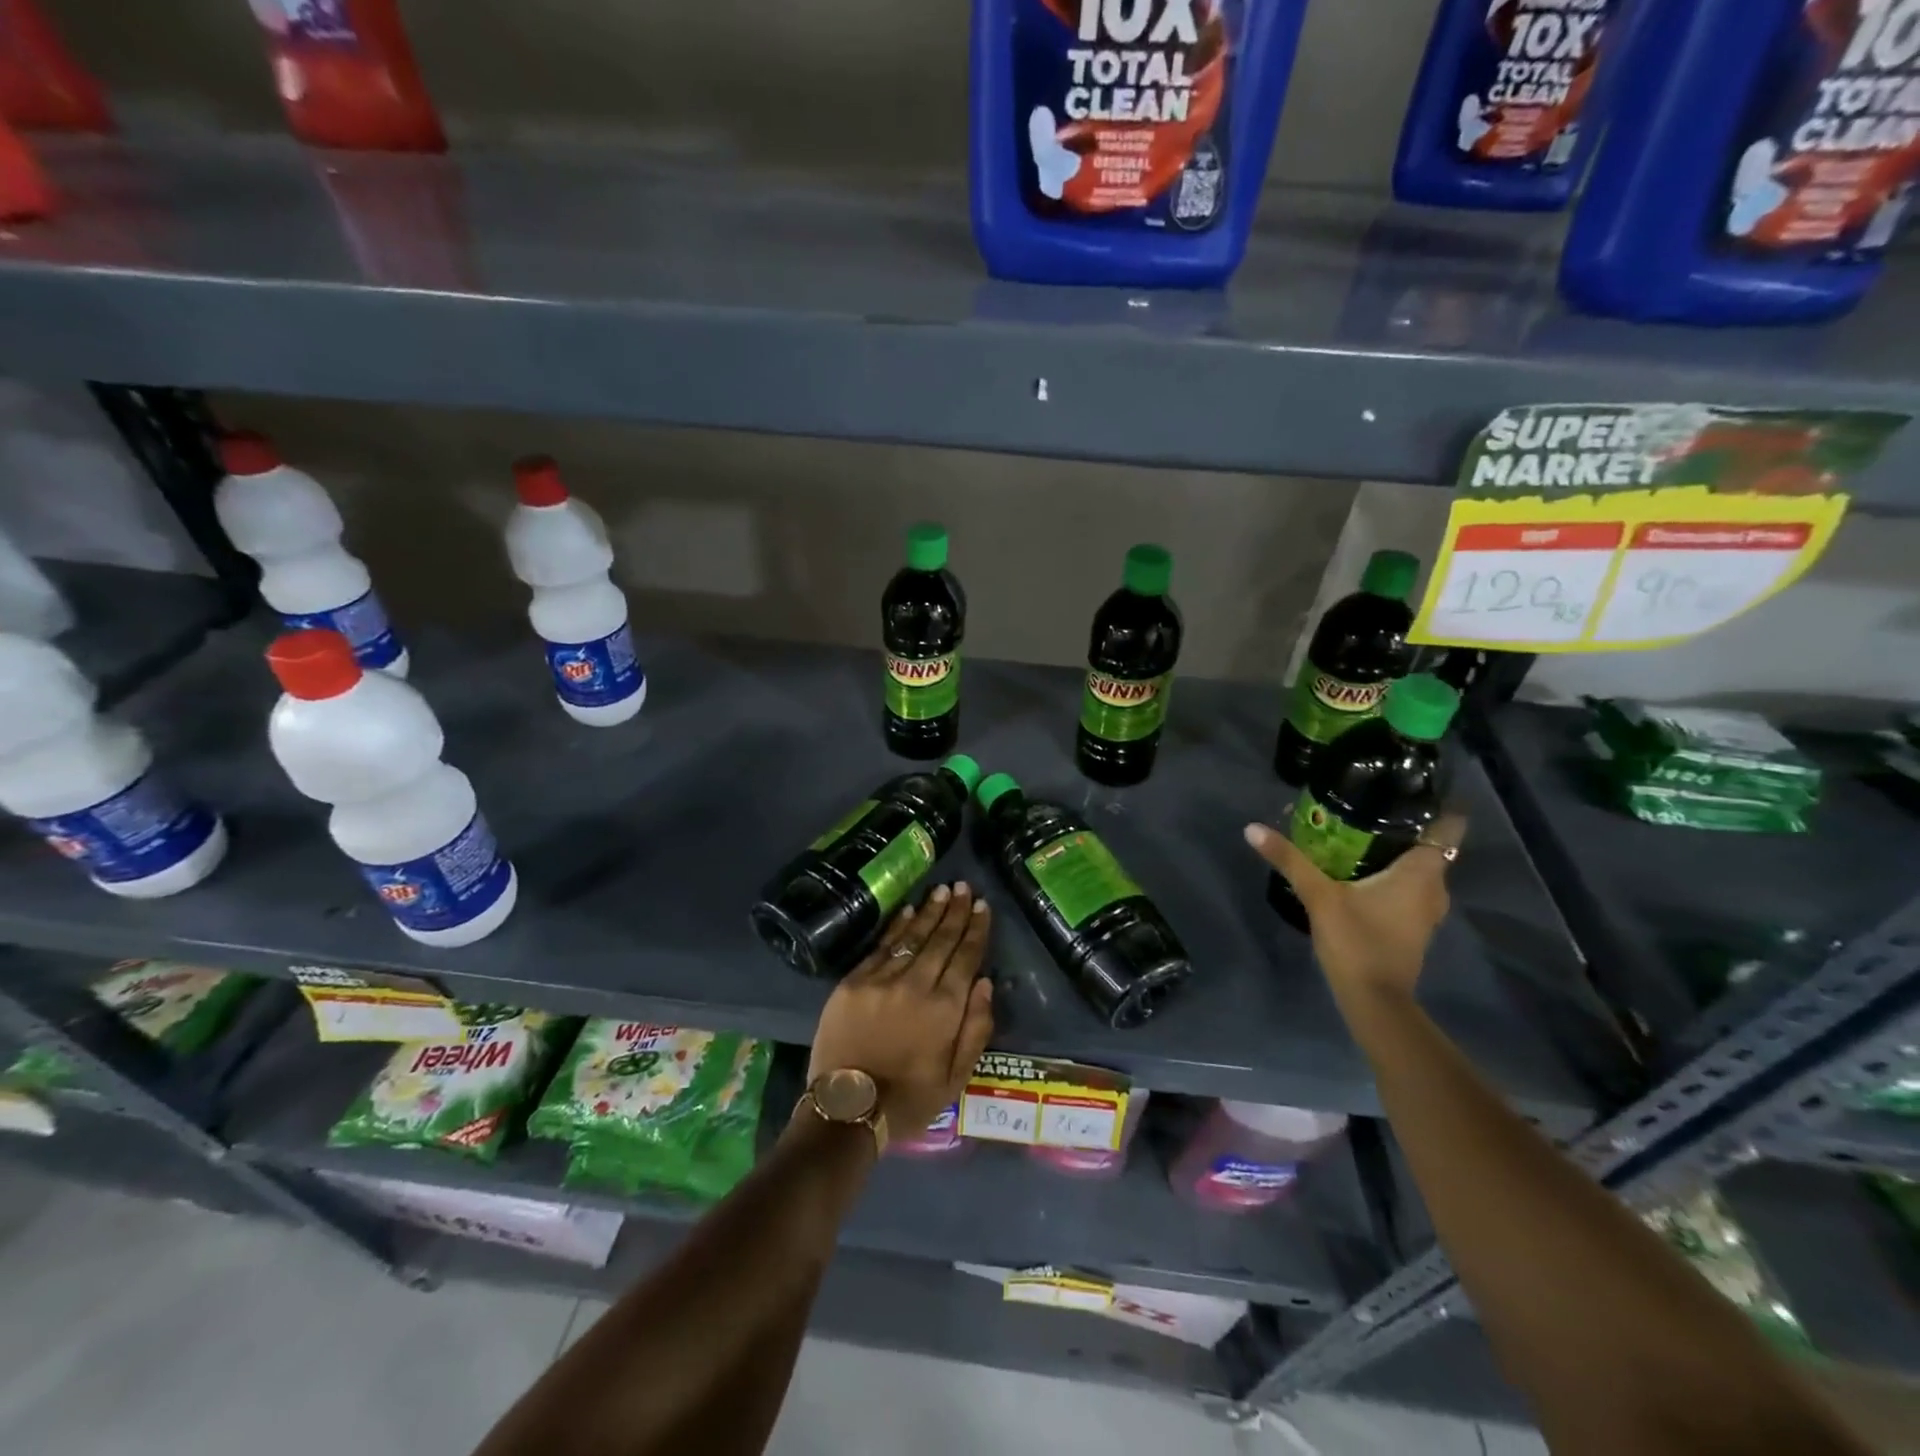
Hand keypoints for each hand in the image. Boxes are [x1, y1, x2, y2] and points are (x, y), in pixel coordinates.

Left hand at [806, 881, 995, 1137]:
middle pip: (940, 939)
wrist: (847, 1110)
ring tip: (942, 890)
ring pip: (911, 936)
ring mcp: (881, 980)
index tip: (982, 906)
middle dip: (955, 911)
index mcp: (945, 1009)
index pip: (966, 957)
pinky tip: (908, 910)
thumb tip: (985, 982)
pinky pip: (881, 946)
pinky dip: (897, 926)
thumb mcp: (956, 1078)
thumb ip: (976, 1029)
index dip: (976, 929)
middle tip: (964, 887)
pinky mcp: (853, 982)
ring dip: (929, 911)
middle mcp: (916, 984)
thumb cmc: (909, 1100)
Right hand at [1243, 813, 1465, 998]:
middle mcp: (1434, 888)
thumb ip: (1289, 860)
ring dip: (1395, 852)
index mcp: (1422, 873)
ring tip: (1359, 832)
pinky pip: (1408, 887)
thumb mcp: (1319, 896)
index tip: (1409, 786)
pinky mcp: (1412, 926)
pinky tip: (1360, 869)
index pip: (1448, 827)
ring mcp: (1426, 910)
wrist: (1374, 1000)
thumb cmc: (1357, 941)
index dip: (1435, 804)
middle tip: (1368, 804)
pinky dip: (1391, 874)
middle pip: (1428, 845)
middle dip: (1403, 825)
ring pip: (1418, 868)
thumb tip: (1252, 828)